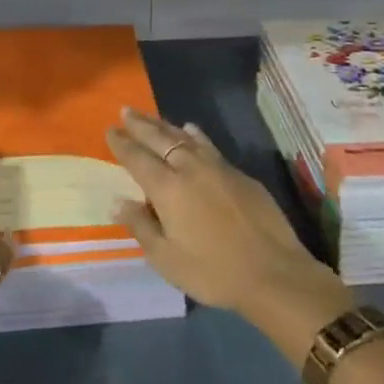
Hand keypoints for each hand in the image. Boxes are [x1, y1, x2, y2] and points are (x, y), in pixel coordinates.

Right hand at [106, 108, 352, 360]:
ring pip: (186, 137)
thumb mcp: (167, 259)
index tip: (110, 129)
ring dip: (166, 126)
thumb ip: (141, 226)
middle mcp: (190, 168)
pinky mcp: (240, 174)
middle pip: (160, 139)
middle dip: (141, 125)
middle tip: (126, 111)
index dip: (122, 144)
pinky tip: (193, 131)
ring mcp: (218, 167)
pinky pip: (208, 145)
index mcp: (167, 188)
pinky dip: (195, 135)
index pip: (137, 158)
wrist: (273, 272)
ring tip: (154, 117)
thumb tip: (118, 201)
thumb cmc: (213, 271)